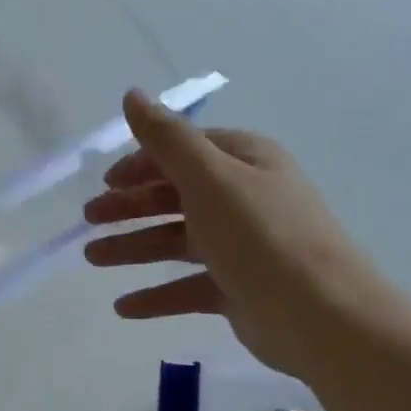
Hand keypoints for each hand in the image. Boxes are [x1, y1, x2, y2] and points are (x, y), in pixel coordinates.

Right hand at [83, 90, 410, 382]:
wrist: (322, 317)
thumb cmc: (261, 236)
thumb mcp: (210, 178)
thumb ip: (166, 138)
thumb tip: (132, 94)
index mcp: (244, 162)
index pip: (184, 151)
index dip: (142, 163)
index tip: (106, 182)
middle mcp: (245, 198)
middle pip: (176, 196)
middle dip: (130, 206)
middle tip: (88, 220)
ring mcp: (243, 246)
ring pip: (177, 241)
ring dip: (133, 247)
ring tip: (91, 258)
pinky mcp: (240, 289)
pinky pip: (188, 286)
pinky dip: (157, 294)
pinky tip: (123, 307)